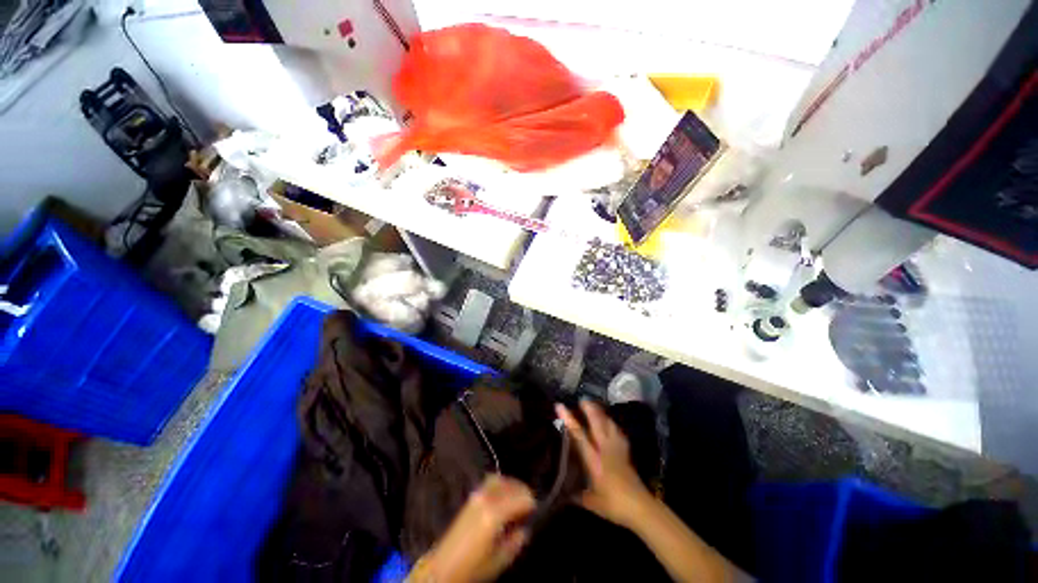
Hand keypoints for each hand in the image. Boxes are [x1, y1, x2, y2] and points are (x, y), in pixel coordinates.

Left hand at [418, 475, 534, 581]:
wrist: (444, 566)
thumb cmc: (473, 566)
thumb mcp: (499, 560)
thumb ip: (516, 542)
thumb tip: (525, 528)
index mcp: (494, 513)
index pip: (521, 497)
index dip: (532, 503)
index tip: (536, 511)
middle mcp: (486, 498)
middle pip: (512, 484)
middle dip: (524, 492)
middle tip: (530, 505)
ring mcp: (477, 494)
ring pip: (501, 478)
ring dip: (512, 485)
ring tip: (519, 498)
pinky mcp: (471, 495)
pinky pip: (491, 481)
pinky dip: (502, 483)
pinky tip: (505, 495)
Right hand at [556, 400, 652, 527]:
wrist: (640, 508)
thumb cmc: (613, 505)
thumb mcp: (590, 502)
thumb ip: (576, 495)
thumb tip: (562, 493)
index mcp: (594, 459)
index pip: (579, 434)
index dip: (569, 419)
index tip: (560, 406)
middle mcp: (605, 449)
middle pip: (597, 423)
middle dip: (589, 409)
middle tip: (582, 399)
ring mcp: (617, 449)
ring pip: (609, 425)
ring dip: (602, 414)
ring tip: (596, 407)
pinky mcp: (626, 453)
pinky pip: (618, 433)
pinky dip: (612, 425)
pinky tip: (611, 424)